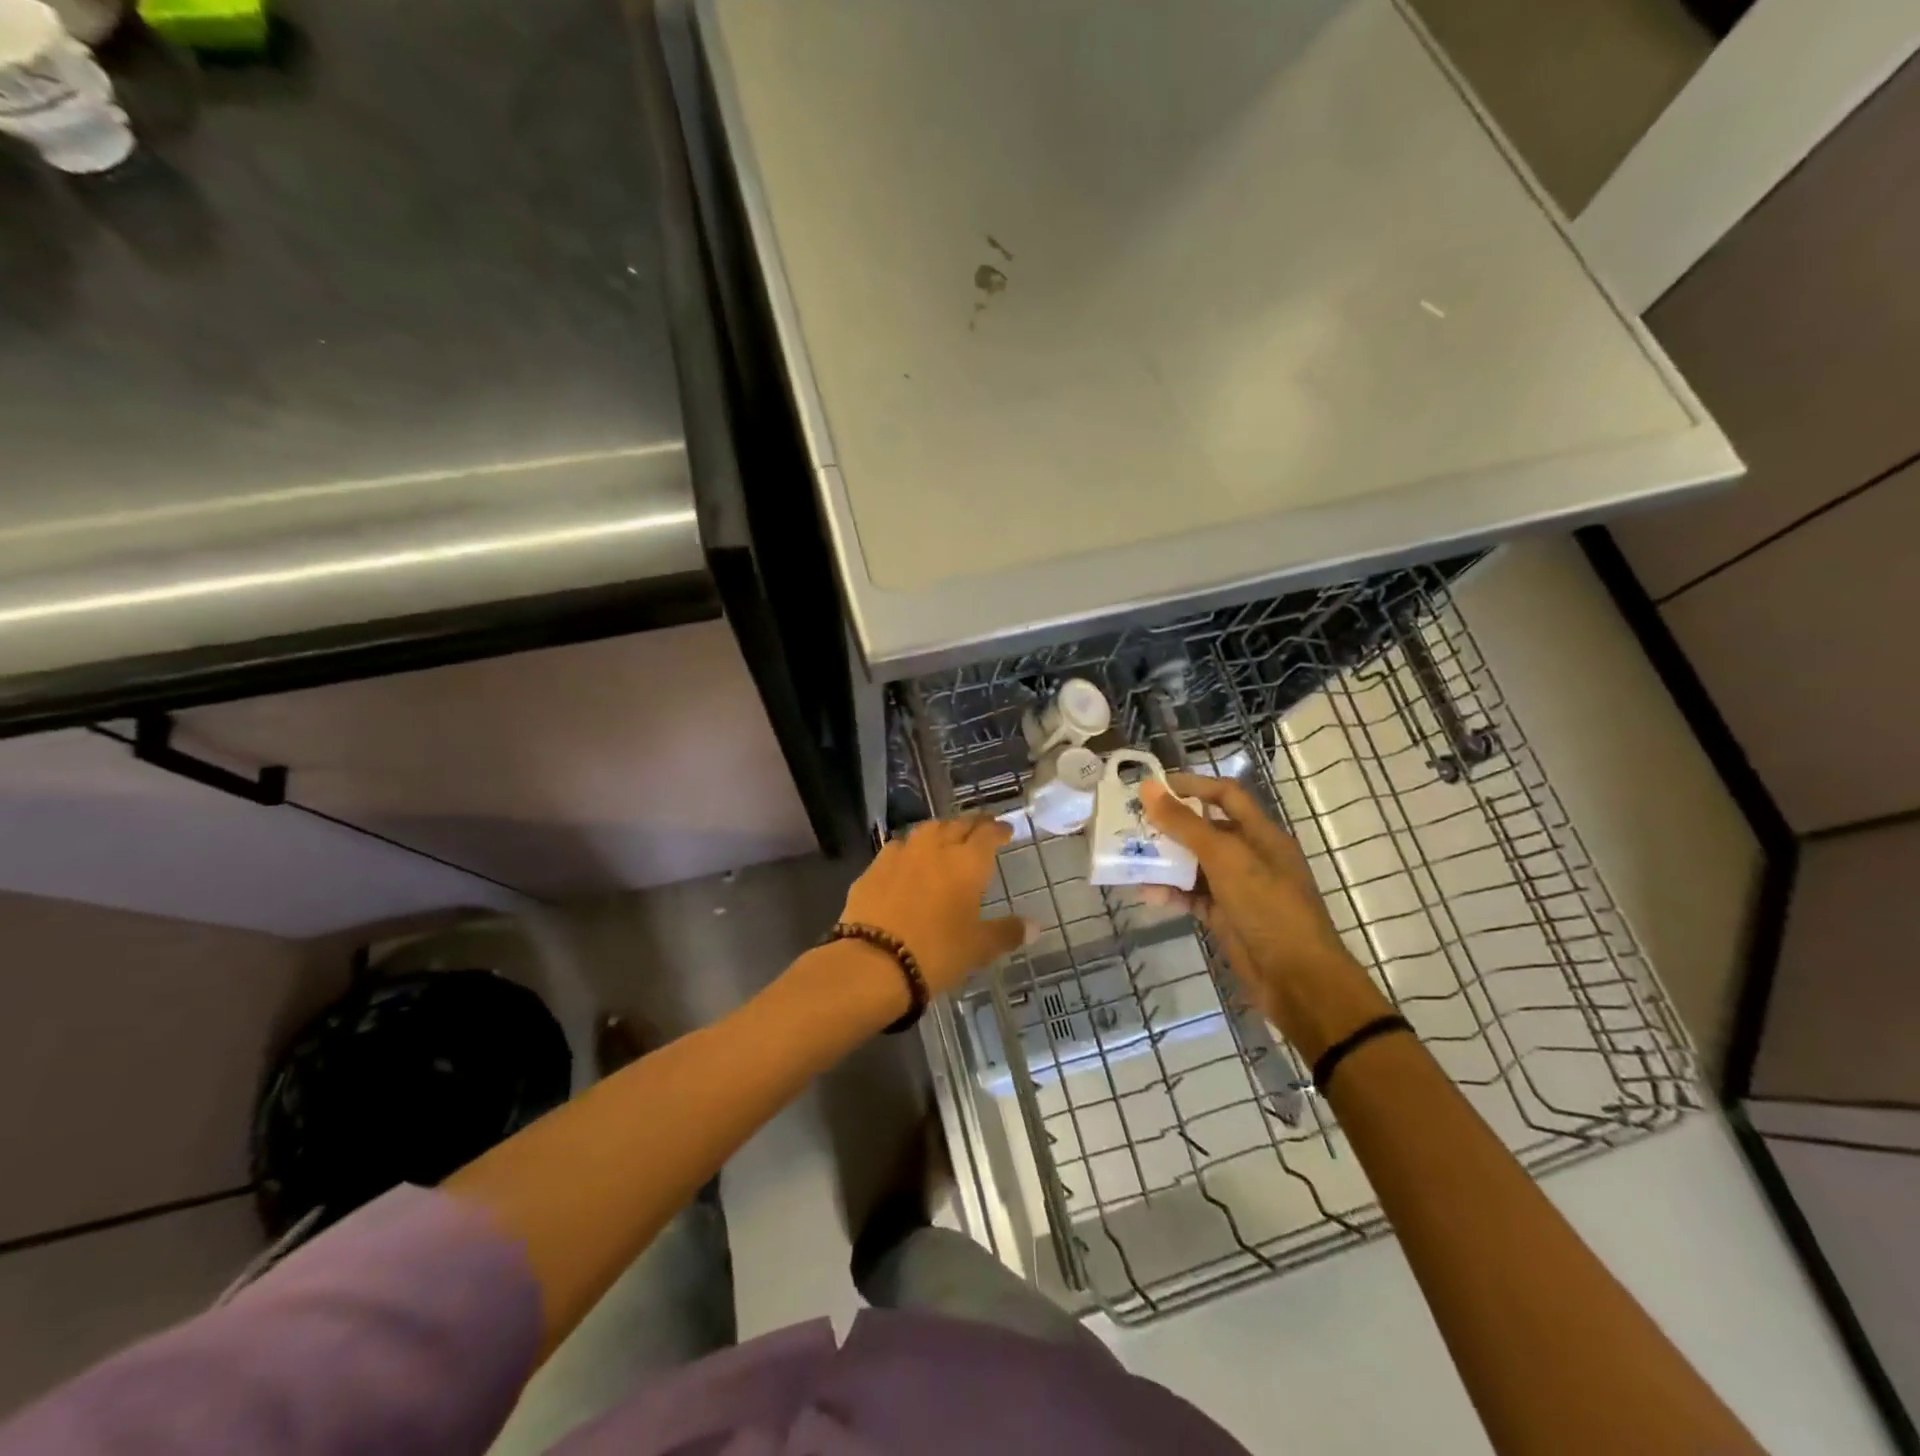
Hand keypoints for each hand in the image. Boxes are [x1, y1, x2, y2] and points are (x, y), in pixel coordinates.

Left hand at [839, 816, 1026, 997]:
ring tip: (946, 838)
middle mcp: (935, 848)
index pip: (987, 834)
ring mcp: (901, 854)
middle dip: (972, 824)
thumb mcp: (978, 948)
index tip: (1005, 830)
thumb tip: (1034, 926)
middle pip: (957, 824)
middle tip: (980, 829)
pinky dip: (910, 849)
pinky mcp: (874, 868)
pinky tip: (909, 860)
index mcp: (967, 863)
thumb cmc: (937, 953)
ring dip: (941, 830)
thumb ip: (1007, 932)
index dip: (998, 829)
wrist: (873, 962)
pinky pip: (898, 847)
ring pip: (926, 830)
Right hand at [1141, 774, 1390, 1059]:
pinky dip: (1171, 892)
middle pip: (1205, 829)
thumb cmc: (1268, 908)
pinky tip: (1147, 893)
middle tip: (1131, 822)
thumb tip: (1148, 788)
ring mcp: (1238, 888)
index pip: (1225, 795)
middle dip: (1170, 824)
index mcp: (1261, 834)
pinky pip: (1192, 896)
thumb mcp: (1226, 859)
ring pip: (1195, 864)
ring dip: (1165, 860)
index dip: (1192, 785)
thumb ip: (1186, 825)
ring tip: (1131, 856)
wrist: (1298, 980)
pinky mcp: (1226, 916)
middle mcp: (1250, 855)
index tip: (1153, 787)